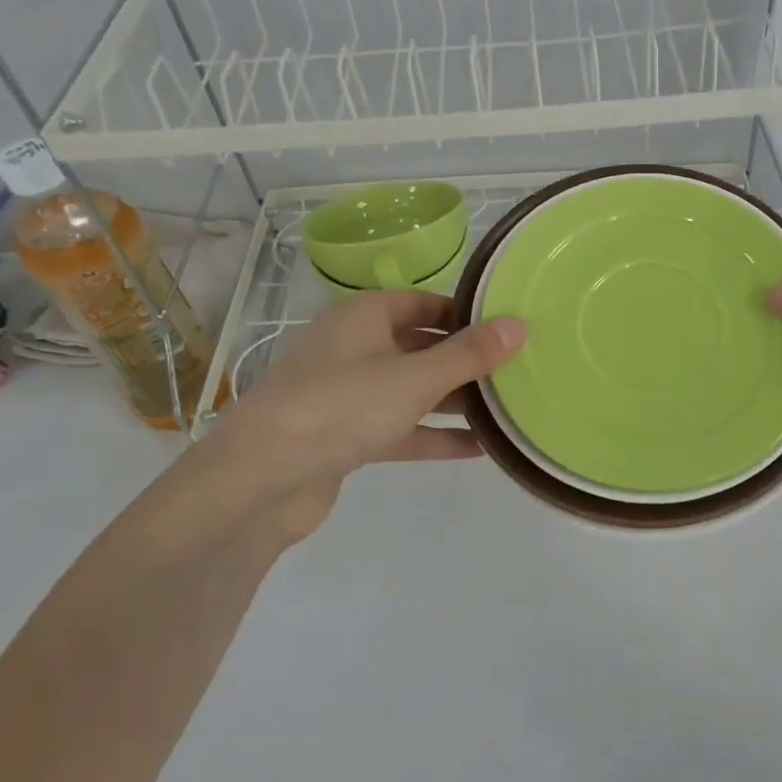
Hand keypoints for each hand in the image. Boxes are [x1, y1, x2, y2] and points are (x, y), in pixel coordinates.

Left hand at [164, 293, 524, 552]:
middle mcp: (353, 348)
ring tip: (505, 409)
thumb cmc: (343, 405)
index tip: (506, 328)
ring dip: (453, 400)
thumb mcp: (416, 376)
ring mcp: (347, 395)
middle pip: (419, 346)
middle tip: (515, 370)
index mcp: (363, 317)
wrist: (262, 479)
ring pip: (411, 390)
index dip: (464, 313)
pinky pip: (400, 428)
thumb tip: (520, 325)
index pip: (422, 302)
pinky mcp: (345, 438)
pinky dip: (433, 435)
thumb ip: (470, 354)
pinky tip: (478, 448)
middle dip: (464, 360)